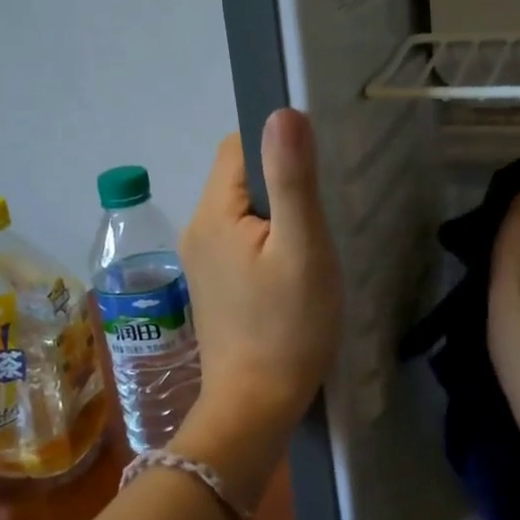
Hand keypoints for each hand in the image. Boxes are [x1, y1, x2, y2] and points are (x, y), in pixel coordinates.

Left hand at [173, 109, 341, 502]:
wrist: (255, 408)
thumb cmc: (287, 326)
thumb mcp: (302, 247)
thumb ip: (293, 177)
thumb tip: (282, 110)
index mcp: (213, 212)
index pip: (238, 146)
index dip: (277, 146)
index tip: (315, 168)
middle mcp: (197, 228)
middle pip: (240, 177)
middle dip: (281, 181)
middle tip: (322, 210)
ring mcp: (202, 260)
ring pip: (243, 210)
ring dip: (277, 213)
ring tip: (312, 240)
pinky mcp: (214, 284)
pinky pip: (241, 239)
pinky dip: (268, 239)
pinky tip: (293, 267)